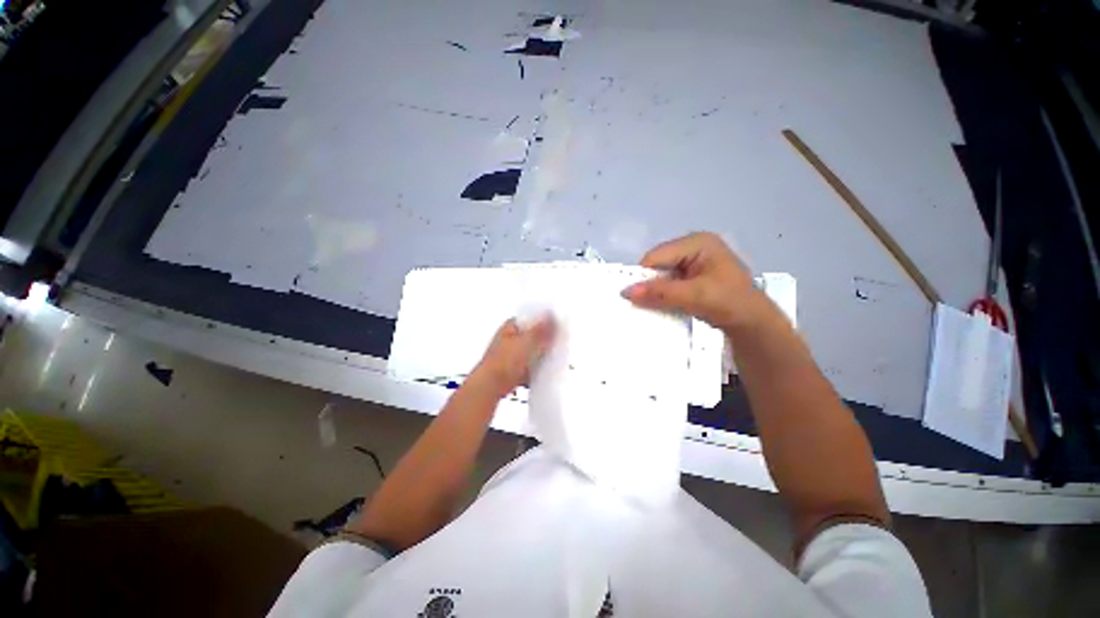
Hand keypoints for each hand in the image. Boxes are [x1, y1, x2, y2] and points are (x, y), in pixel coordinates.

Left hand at [469, 316, 555, 398]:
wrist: (491, 386)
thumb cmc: (505, 361)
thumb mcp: (527, 341)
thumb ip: (541, 329)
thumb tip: (551, 315)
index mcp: (510, 327)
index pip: (530, 319)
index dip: (544, 321)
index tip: (557, 326)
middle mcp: (509, 338)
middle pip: (532, 336)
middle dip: (544, 340)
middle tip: (558, 343)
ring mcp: (510, 354)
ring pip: (531, 351)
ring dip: (541, 355)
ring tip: (554, 357)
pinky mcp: (512, 369)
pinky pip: (529, 366)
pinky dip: (536, 368)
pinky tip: (544, 371)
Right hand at [622, 232, 765, 330]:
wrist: (753, 323)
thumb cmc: (729, 303)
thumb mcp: (693, 296)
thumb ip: (660, 293)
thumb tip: (626, 292)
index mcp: (697, 242)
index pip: (657, 255)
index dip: (643, 275)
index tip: (632, 296)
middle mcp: (693, 247)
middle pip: (658, 264)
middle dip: (649, 283)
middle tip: (641, 302)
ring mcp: (693, 261)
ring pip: (661, 274)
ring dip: (655, 291)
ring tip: (651, 305)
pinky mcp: (692, 276)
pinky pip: (668, 282)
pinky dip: (662, 294)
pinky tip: (661, 304)